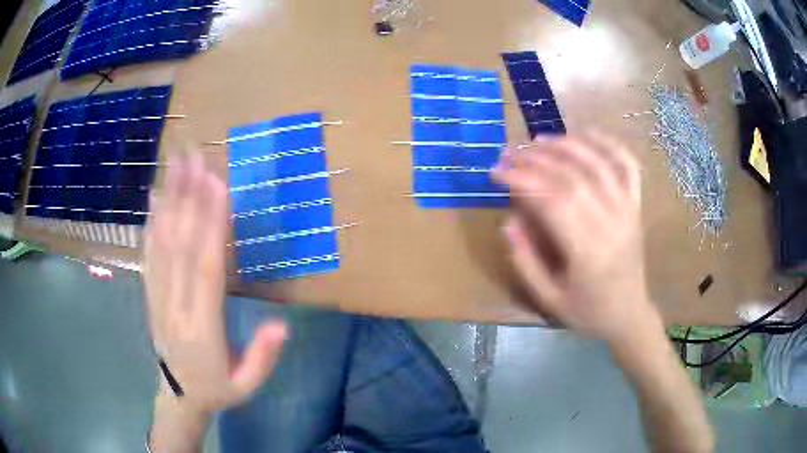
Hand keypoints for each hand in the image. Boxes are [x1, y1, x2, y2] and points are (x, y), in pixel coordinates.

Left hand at [143, 153, 286, 415]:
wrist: (177, 397)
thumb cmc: (216, 390)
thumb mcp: (246, 387)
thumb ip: (262, 357)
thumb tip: (282, 324)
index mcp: (201, 328)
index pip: (205, 268)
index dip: (210, 225)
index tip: (218, 184)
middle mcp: (175, 305)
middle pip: (180, 244)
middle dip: (187, 196)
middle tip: (195, 155)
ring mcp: (158, 296)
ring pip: (162, 242)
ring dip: (170, 199)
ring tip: (176, 163)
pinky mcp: (150, 292)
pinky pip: (149, 253)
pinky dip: (151, 222)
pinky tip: (155, 197)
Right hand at [492, 133, 656, 341]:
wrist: (629, 316)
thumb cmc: (588, 312)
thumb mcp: (549, 300)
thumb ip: (525, 261)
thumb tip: (508, 220)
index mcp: (589, 251)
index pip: (552, 201)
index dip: (521, 180)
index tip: (496, 172)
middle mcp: (611, 223)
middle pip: (573, 176)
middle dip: (536, 159)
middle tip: (509, 151)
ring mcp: (628, 210)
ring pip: (598, 164)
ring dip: (566, 145)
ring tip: (537, 140)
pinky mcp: (636, 206)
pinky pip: (627, 166)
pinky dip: (609, 144)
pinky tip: (586, 134)